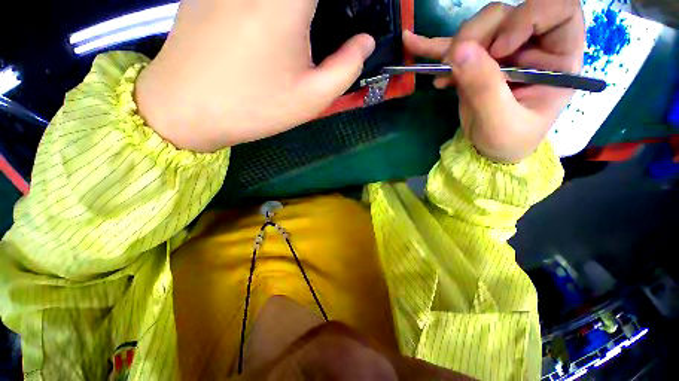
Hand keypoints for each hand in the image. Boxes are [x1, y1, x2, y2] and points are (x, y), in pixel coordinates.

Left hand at [135, 0, 374, 151]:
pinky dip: (272, 9)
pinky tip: (267, 31)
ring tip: (296, 38)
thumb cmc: (255, 107)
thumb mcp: (311, 98)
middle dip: (320, 11)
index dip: (345, 3)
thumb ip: (346, 67)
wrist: (186, 109)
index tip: (348, 14)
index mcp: (287, 0)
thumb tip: (365, 41)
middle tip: (326, 28)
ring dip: (297, 12)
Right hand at [403, 0, 583, 162]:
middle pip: (507, 15)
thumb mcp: (500, 121)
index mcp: (558, 59)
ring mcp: (502, 52)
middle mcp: (533, 47)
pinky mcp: (477, 61)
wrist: (488, 152)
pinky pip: (456, 46)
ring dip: (455, 45)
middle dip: (477, 35)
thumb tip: (459, 52)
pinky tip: (413, 44)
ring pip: (479, 26)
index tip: (499, 49)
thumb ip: (484, 87)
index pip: (559, 10)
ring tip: (442, 72)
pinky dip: (434, 46)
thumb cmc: (507, 142)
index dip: (527, 18)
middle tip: (453, 63)